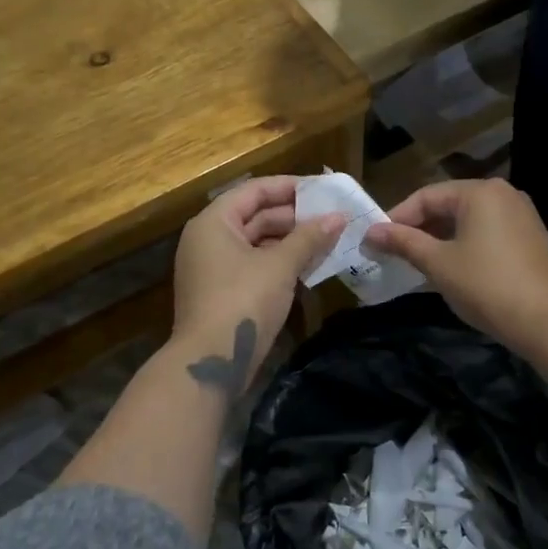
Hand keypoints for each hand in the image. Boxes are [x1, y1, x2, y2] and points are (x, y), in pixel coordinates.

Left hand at [172, 177, 343, 391]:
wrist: (211, 361)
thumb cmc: (243, 301)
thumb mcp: (280, 266)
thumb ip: (309, 237)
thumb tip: (339, 217)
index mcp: (214, 222)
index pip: (253, 191)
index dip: (288, 187)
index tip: (322, 189)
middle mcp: (208, 239)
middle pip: (254, 216)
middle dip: (294, 217)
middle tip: (332, 216)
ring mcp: (212, 268)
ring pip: (256, 243)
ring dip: (290, 241)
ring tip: (327, 239)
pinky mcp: (221, 293)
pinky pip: (253, 265)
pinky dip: (279, 262)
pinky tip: (309, 266)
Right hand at [363, 180, 547, 353]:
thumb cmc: (486, 285)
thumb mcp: (438, 263)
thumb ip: (404, 242)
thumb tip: (371, 232)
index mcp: (480, 192)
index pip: (427, 196)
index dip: (397, 218)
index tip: (376, 242)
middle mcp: (504, 195)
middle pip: (449, 205)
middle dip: (419, 229)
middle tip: (393, 253)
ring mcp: (522, 216)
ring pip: (468, 221)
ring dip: (440, 240)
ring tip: (417, 263)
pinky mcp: (531, 239)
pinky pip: (487, 234)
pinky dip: (464, 246)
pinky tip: (451, 270)